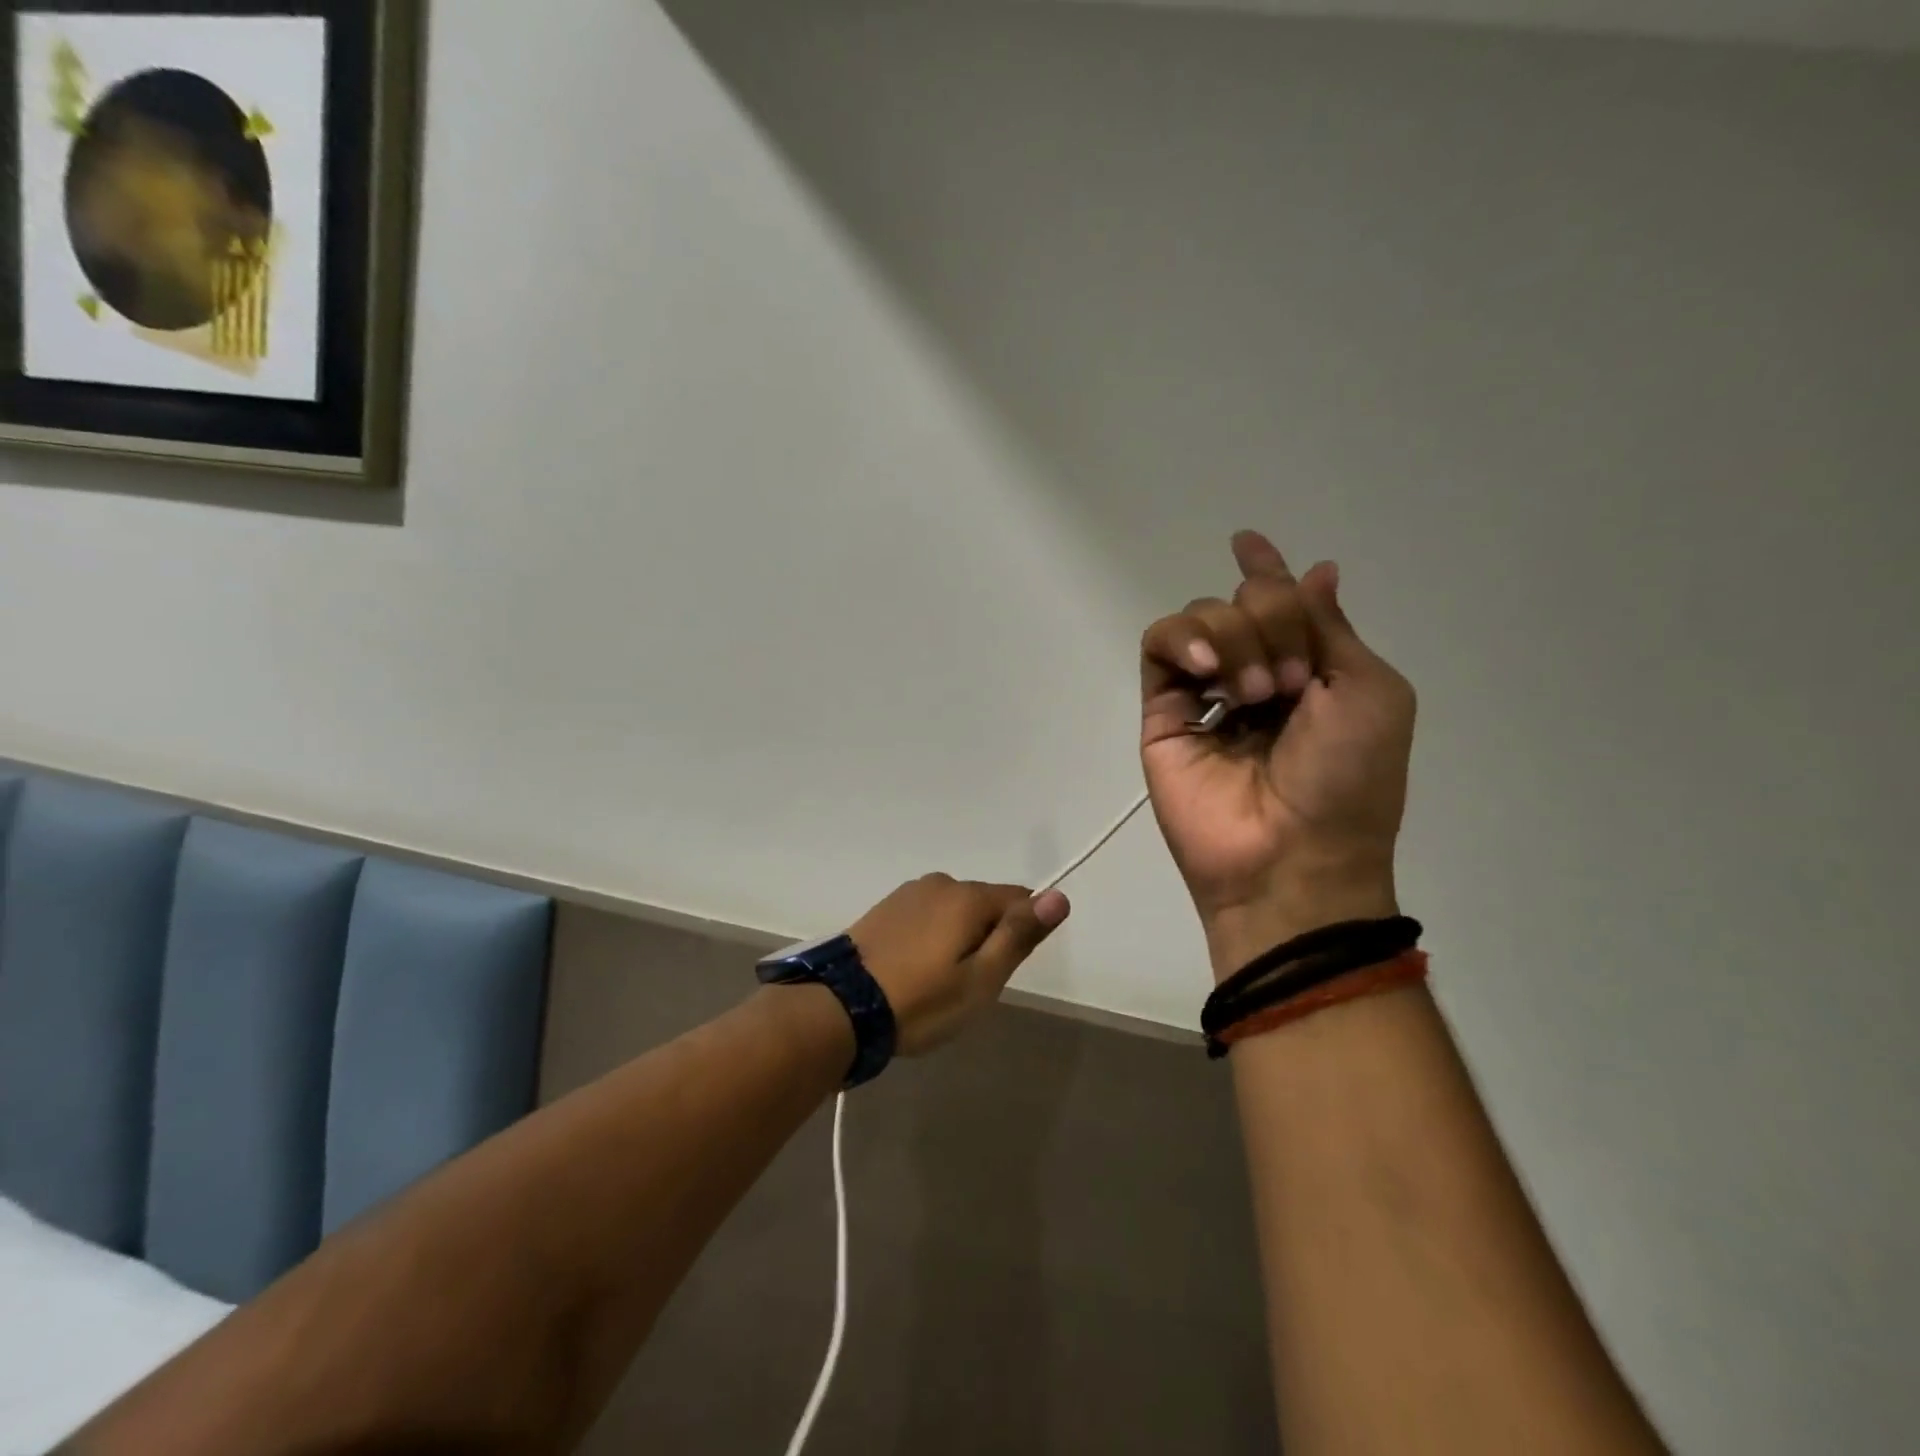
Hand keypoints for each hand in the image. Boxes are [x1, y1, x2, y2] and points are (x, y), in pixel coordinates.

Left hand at [847, 875, 1070, 1054]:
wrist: (840, 1007)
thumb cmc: (920, 1000)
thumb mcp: (981, 979)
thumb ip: (1019, 935)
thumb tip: (1059, 896)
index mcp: (967, 896)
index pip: (1020, 899)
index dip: (1020, 935)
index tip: (999, 970)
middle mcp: (940, 883)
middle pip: (985, 905)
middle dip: (987, 938)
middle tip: (966, 986)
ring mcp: (909, 893)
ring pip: (954, 911)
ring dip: (957, 938)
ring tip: (936, 982)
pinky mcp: (885, 907)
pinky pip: (926, 916)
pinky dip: (931, 938)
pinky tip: (913, 970)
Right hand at [1140, 530, 1415, 977]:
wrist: (1293, 856)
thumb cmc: (1349, 780)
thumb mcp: (1369, 692)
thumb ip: (1331, 628)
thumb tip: (1317, 569)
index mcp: (1307, 671)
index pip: (1279, 605)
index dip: (1267, 572)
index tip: (1246, 541)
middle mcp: (1252, 674)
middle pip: (1243, 601)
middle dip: (1271, 619)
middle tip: (1288, 682)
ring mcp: (1203, 694)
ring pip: (1199, 618)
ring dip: (1235, 638)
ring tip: (1254, 693)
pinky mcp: (1162, 712)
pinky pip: (1159, 647)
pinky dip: (1183, 641)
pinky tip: (1209, 672)